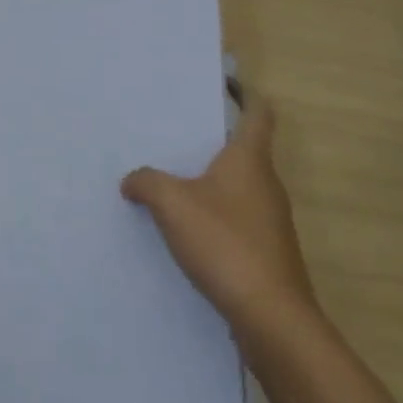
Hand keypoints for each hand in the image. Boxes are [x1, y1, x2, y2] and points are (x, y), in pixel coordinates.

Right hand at [121, 101, 316, 342]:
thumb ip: (147, 183)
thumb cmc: (226, 243)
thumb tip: (131, 180)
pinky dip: (216, 218)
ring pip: (240, 188)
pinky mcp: (268, 253)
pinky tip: (187, 233)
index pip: (258, 113)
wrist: (271, 317)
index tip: (224, 85)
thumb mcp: (173, 205)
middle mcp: (266, 184)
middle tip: (176, 137)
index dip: (245, 95)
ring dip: (212, 184)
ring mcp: (271, 221)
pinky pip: (238, 221)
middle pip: (245, 150)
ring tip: (173, 184)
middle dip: (214, 143)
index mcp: (250, 160)